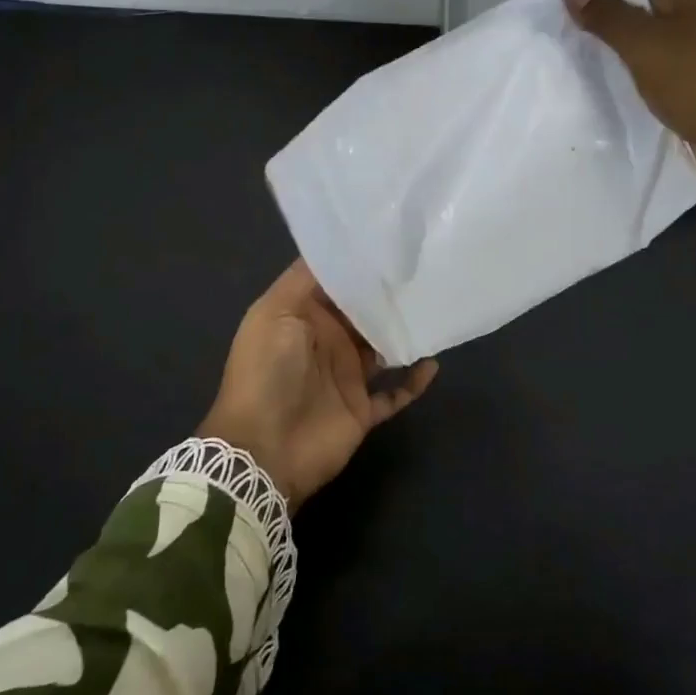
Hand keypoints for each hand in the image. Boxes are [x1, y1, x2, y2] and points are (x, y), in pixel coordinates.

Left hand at [199, 261, 437, 507]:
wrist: (262, 451)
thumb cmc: (266, 373)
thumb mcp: (274, 314)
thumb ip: (304, 280)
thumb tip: (337, 249)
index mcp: (302, 317)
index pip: (334, 284)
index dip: (358, 266)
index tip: (391, 244)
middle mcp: (326, 342)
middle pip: (363, 314)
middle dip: (388, 296)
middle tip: (423, 271)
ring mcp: (345, 377)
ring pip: (383, 348)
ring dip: (404, 333)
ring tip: (433, 309)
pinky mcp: (361, 409)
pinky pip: (395, 392)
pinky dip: (414, 381)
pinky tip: (432, 362)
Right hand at [564, 0, 695, 280]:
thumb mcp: (647, 44)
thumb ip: (609, 18)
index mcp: (691, 0)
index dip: (602, 6)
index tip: (564, 28)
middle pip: (644, 30)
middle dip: (609, 47)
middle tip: (565, 62)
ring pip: (652, 69)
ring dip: (624, 81)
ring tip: (578, 91)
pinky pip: (664, 101)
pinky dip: (643, 108)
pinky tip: (613, 119)